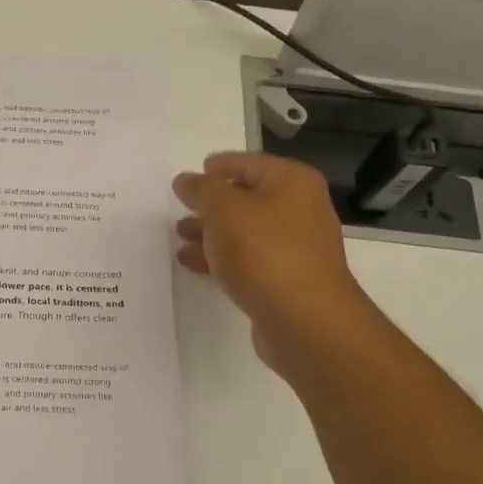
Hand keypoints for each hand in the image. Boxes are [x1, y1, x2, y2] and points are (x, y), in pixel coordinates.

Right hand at [173, 152, 375, 375]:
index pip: (249, 163)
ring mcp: (293, 247)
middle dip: (211, 203)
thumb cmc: (264, 252)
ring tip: (179, 237)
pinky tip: (192, 263)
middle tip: (180, 208)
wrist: (304, 320)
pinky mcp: (284, 279)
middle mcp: (299, 210)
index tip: (190, 175)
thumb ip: (202, 190)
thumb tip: (186, 179)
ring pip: (243, 231)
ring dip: (211, 232)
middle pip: (247, 198)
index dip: (220, 165)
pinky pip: (246, 260)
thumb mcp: (224, 209)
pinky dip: (219, 258)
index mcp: (292, 183)